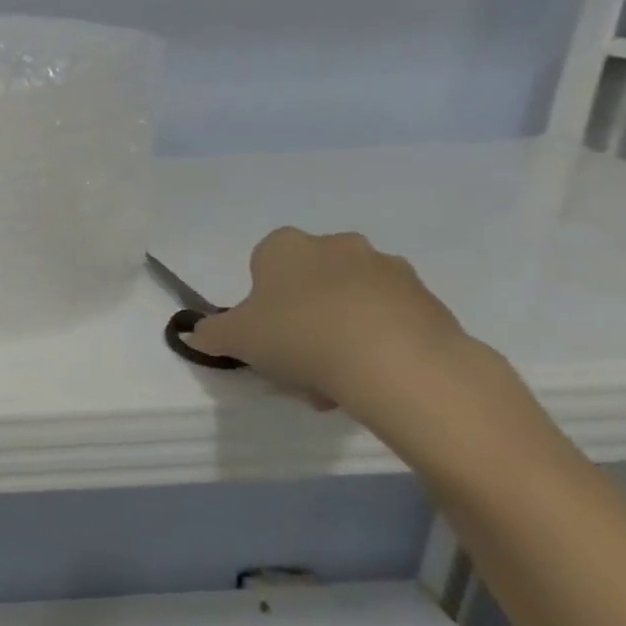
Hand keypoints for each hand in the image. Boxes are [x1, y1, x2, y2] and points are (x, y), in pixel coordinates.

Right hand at [188, 227, 470, 410]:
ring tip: (334, 380)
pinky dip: (376, 345)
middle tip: (295, 360)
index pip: (264, 262)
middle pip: (310, 282)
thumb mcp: (234, 338)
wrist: (396, 362)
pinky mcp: (429, 300)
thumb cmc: (298, 335)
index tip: (263, 331)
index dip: (261, 299)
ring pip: (350, 302)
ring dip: (340, 332)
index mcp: (286, 246)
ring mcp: (389, 270)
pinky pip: (389, 320)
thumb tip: (197, 333)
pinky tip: (368, 380)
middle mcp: (338, 245)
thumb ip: (210, 333)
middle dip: (303, 316)